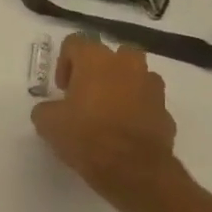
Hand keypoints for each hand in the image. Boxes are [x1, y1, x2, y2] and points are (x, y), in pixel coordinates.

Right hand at [31, 33, 181, 204]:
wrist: (133, 169)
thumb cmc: (86, 137)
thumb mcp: (48, 124)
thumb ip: (46, 109)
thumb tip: (50, 110)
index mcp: (95, 60)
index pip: (75, 42)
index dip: (64, 63)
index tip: (62, 89)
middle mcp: (127, 64)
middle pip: (111, 53)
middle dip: (99, 70)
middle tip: (86, 95)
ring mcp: (151, 86)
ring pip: (135, 75)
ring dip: (122, 87)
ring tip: (108, 113)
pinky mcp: (166, 111)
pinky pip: (148, 102)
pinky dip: (138, 110)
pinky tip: (125, 132)